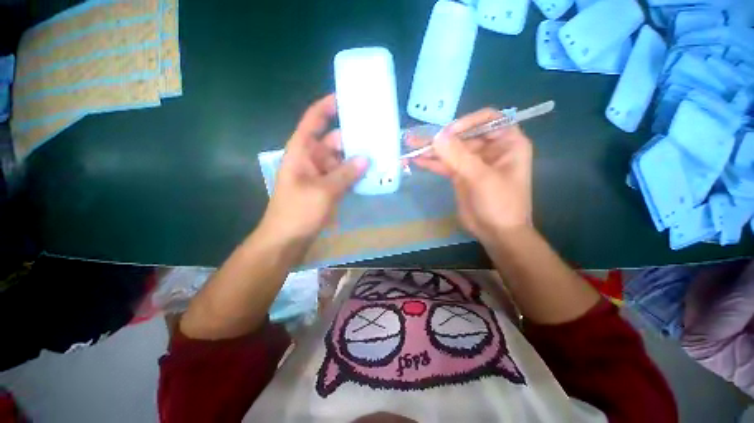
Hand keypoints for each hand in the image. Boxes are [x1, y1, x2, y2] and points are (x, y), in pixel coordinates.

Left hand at [260, 94, 368, 241]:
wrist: (286, 240)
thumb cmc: (298, 212)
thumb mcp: (323, 191)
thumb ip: (346, 174)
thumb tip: (366, 158)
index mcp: (302, 151)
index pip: (314, 120)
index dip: (328, 106)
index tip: (348, 98)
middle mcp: (311, 159)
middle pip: (333, 140)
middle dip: (352, 137)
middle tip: (376, 133)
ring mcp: (320, 174)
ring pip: (341, 160)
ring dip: (356, 158)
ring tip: (379, 153)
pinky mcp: (327, 188)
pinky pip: (343, 176)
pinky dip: (354, 175)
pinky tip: (371, 174)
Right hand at [410, 108, 532, 244]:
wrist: (497, 232)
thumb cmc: (500, 203)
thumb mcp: (481, 177)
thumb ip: (458, 156)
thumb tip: (436, 136)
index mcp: (507, 142)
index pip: (487, 119)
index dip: (466, 122)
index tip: (446, 133)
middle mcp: (490, 149)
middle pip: (463, 136)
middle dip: (441, 138)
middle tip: (417, 138)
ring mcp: (473, 162)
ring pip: (451, 151)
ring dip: (432, 150)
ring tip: (411, 147)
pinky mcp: (461, 175)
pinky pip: (445, 164)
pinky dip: (432, 163)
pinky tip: (417, 160)